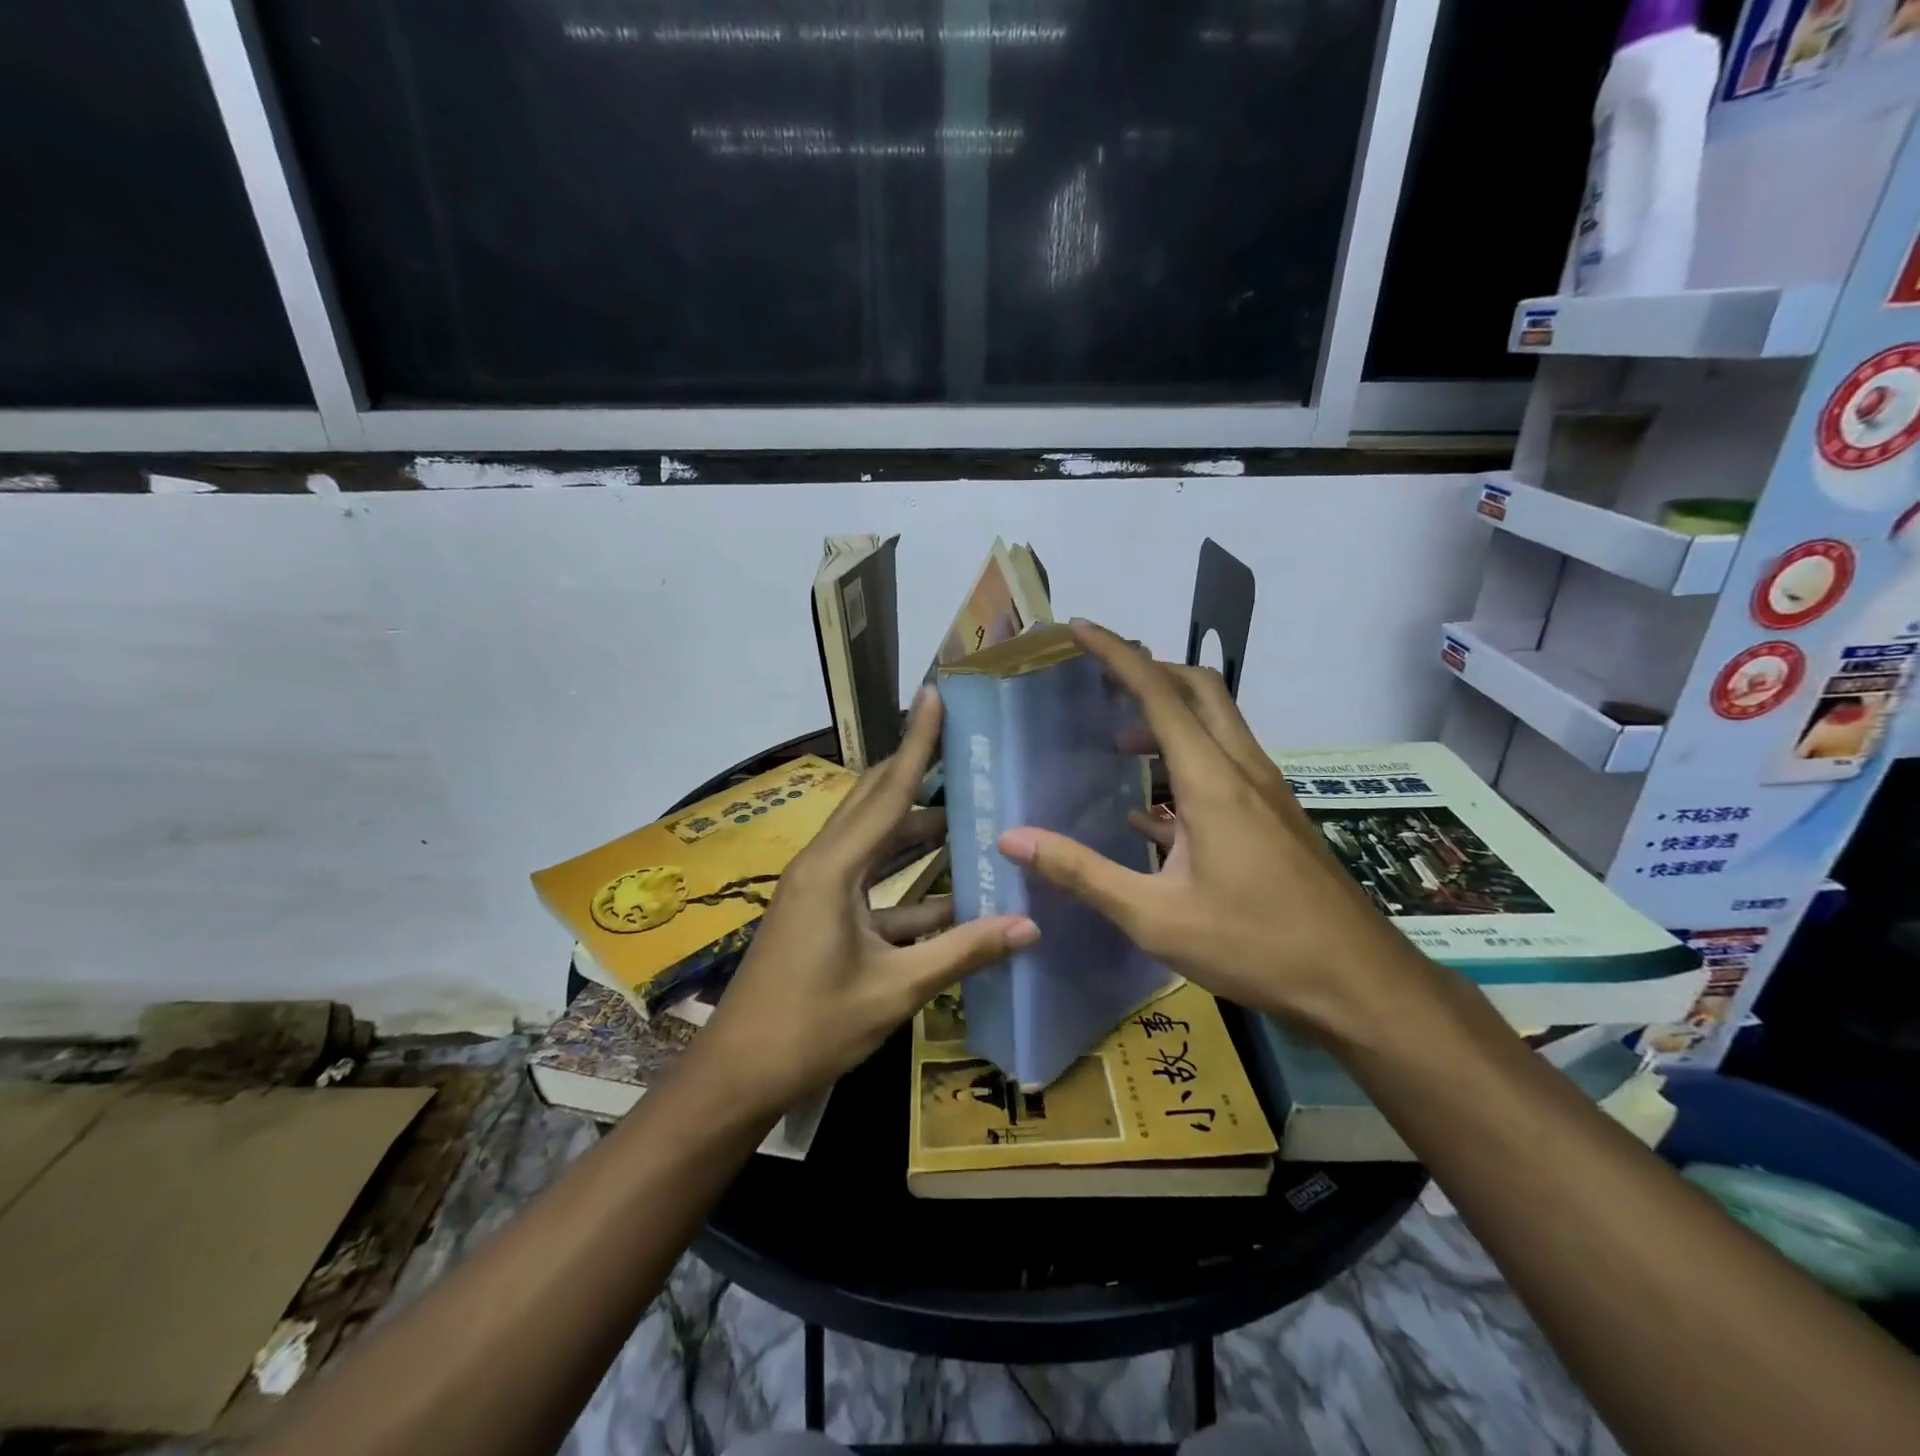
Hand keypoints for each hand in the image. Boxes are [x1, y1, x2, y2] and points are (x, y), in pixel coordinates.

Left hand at [696, 689, 1039, 1117]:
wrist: (737, 1075)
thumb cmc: (810, 1028)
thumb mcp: (894, 991)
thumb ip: (962, 953)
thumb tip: (1029, 925)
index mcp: (834, 869)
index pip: (888, 791)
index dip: (916, 743)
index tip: (935, 696)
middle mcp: (823, 865)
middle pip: (876, 803)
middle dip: (917, 772)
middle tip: (963, 745)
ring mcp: (819, 891)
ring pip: (876, 844)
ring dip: (919, 832)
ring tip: (971, 814)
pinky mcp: (821, 916)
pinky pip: (872, 884)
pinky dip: (909, 886)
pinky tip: (954, 895)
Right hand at [997, 620, 1426, 1040]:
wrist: (1359, 983)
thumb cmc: (1255, 945)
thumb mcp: (1154, 916)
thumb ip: (1081, 872)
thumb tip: (1012, 838)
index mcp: (1212, 781)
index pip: (1159, 694)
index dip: (1117, 655)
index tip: (1079, 628)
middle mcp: (1243, 771)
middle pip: (1199, 690)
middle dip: (1148, 671)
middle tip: (1100, 681)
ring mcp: (1266, 793)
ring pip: (1216, 725)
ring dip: (1167, 716)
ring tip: (1118, 743)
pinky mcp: (1274, 818)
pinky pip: (1224, 766)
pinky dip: (1185, 762)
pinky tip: (1152, 810)